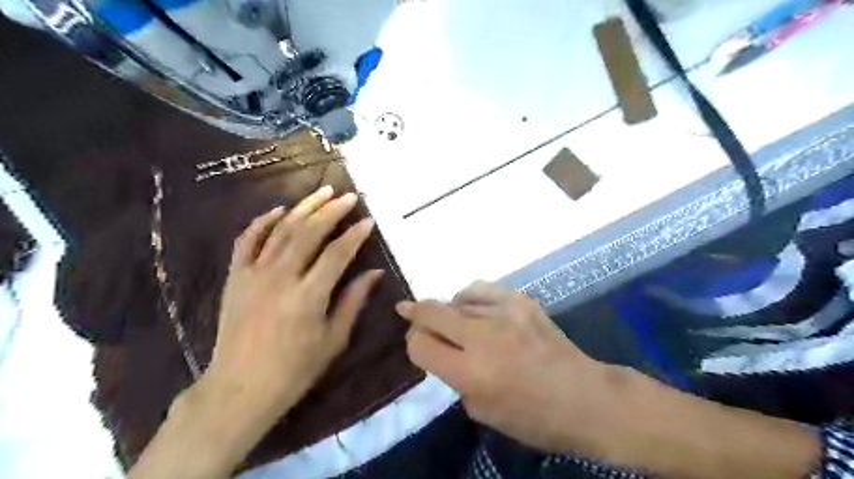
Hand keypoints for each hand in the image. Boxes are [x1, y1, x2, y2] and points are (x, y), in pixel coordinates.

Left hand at [203, 186, 382, 418]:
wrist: (240, 388)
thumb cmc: (294, 370)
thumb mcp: (333, 339)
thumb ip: (353, 301)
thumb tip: (374, 273)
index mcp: (308, 295)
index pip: (337, 253)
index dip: (355, 234)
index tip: (369, 220)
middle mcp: (280, 277)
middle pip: (309, 232)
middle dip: (332, 211)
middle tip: (349, 196)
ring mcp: (253, 274)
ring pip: (281, 230)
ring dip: (304, 208)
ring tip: (322, 192)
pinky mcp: (235, 277)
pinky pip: (246, 240)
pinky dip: (262, 222)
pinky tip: (279, 210)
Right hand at [400, 283, 607, 454]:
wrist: (583, 396)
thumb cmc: (532, 417)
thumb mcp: (481, 411)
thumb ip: (454, 378)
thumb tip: (439, 350)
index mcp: (471, 372)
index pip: (420, 345)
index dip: (412, 344)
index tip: (416, 343)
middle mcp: (483, 337)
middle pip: (431, 312)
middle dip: (415, 314)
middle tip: (409, 313)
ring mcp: (504, 312)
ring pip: (456, 299)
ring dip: (448, 311)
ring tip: (455, 320)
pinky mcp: (521, 300)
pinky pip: (481, 289)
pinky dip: (469, 298)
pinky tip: (473, 307)